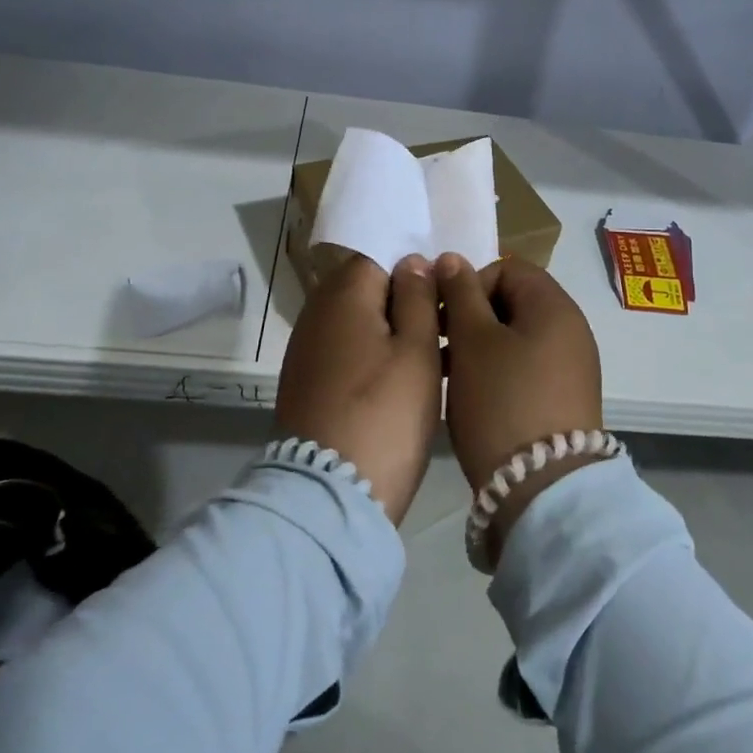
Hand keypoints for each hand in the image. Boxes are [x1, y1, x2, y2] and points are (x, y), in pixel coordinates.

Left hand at [275, 254, 441, 526]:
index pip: (379, 256)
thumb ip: (417, 296)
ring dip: (393, 332)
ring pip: (359, 323)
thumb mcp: (417, 349)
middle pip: (368, 290)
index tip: (444, 294)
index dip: (415, 270)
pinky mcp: (307, 384)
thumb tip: (411, 261)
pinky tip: (404, 382)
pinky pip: (347, 352)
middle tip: (445, 327)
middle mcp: (317, 313)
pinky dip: (374, 357)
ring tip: (435, 357)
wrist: (330, 495)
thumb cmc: (385, 412)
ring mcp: (307, 351)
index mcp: (343, 294)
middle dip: (406, 301)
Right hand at [437, 254, 604, 565]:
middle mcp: (571, 329)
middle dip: (472, 316)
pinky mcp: (566, 399)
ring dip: (480, 345)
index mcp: (554, 306)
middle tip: (440, 343)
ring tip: (448, 372)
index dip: (470, 284)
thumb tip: (452, 258)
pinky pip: (527, 366)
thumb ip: (460, 293)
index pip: (508, 270)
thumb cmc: (502, 401)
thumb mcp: (472, 341)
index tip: (444, 315)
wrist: (543, 490)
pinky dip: (498, 371)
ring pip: (517, 336)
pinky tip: (474, 396)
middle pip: (513, 302)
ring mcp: (573, 366)